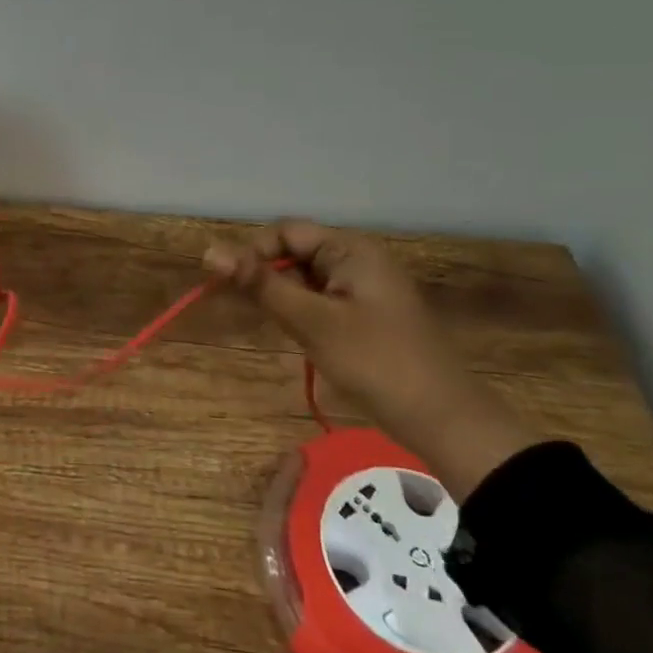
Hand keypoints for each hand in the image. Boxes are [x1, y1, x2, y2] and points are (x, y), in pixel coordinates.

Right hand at [204, 221, 539, 498]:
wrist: (443, 420)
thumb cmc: (375, 362)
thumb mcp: (311, 321)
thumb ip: (260, 284)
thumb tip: (208, 250)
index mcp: (350, 249)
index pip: (285, 232)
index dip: (253, 253)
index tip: (232, 287)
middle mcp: (357, 259)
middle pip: (294, 253)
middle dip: (268, 278)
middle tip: (255, 314)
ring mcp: (363, 288)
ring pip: (304, 279)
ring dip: (284, 299)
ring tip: (283, 330)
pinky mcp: (365, 314)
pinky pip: (321, 300)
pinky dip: (303, 314)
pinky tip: (301, 339)